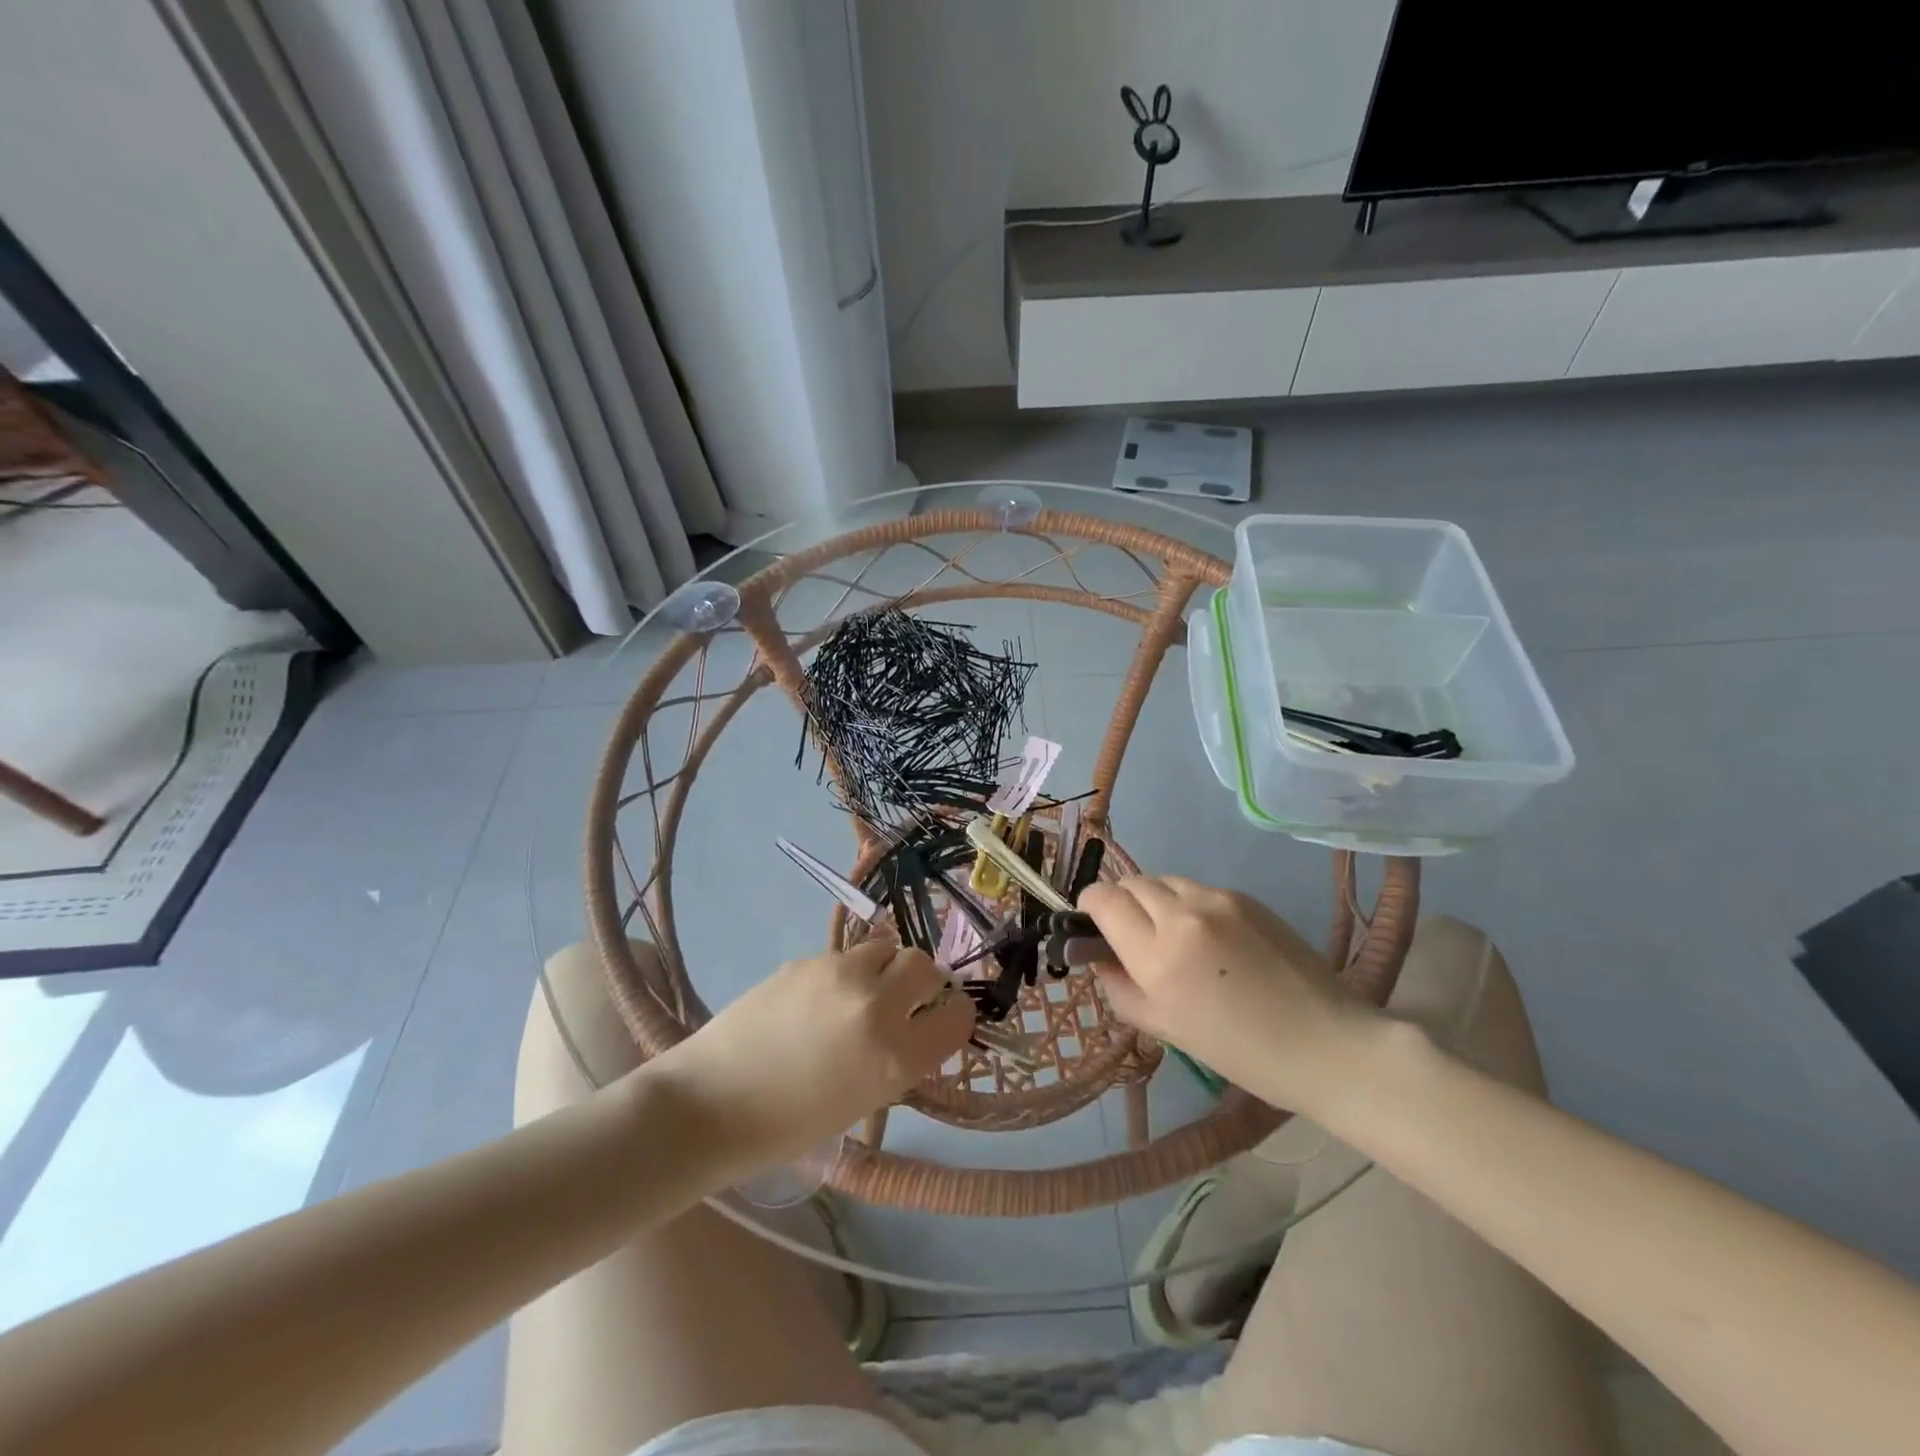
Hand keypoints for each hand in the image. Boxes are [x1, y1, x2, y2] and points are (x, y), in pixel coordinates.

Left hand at [652, 941, 973, 1174]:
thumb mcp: (862, 1102)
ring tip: (859, 994)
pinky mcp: (806, 959)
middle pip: (925, 965)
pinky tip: (816, 1000)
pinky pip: (844, 955)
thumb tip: (915, 1027)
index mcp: (897, 1057)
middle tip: (905, 1000)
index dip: (953, 1017)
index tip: (942, 1021)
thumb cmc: (787, 1126)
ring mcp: (839, 974)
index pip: (957, 1016)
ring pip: (884, 948)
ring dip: (882, 968)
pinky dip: (844, 972)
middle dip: (922, 982)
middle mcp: (877, 1006)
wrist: (709, 1104)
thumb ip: (898, 1059)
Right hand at [1080, 876, 1380, 1116]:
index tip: (1091, 922)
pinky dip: (1187, 903)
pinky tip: (1208, 937)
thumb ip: (1119, 986)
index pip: (1103, 900)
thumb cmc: (1240, 1051)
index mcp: (1158, 955)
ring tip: (1171, 934)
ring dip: (1154, 899)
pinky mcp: (1245, 897)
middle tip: (1130, 933)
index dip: (1089, 905)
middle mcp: (1183, 915)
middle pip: (1130, 883)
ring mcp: (1218, 900)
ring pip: (1163, 880)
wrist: (1325, 1043)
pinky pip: (1197, 888)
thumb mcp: (1165, 1029)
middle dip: (1120, 902)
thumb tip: (1098, 956)